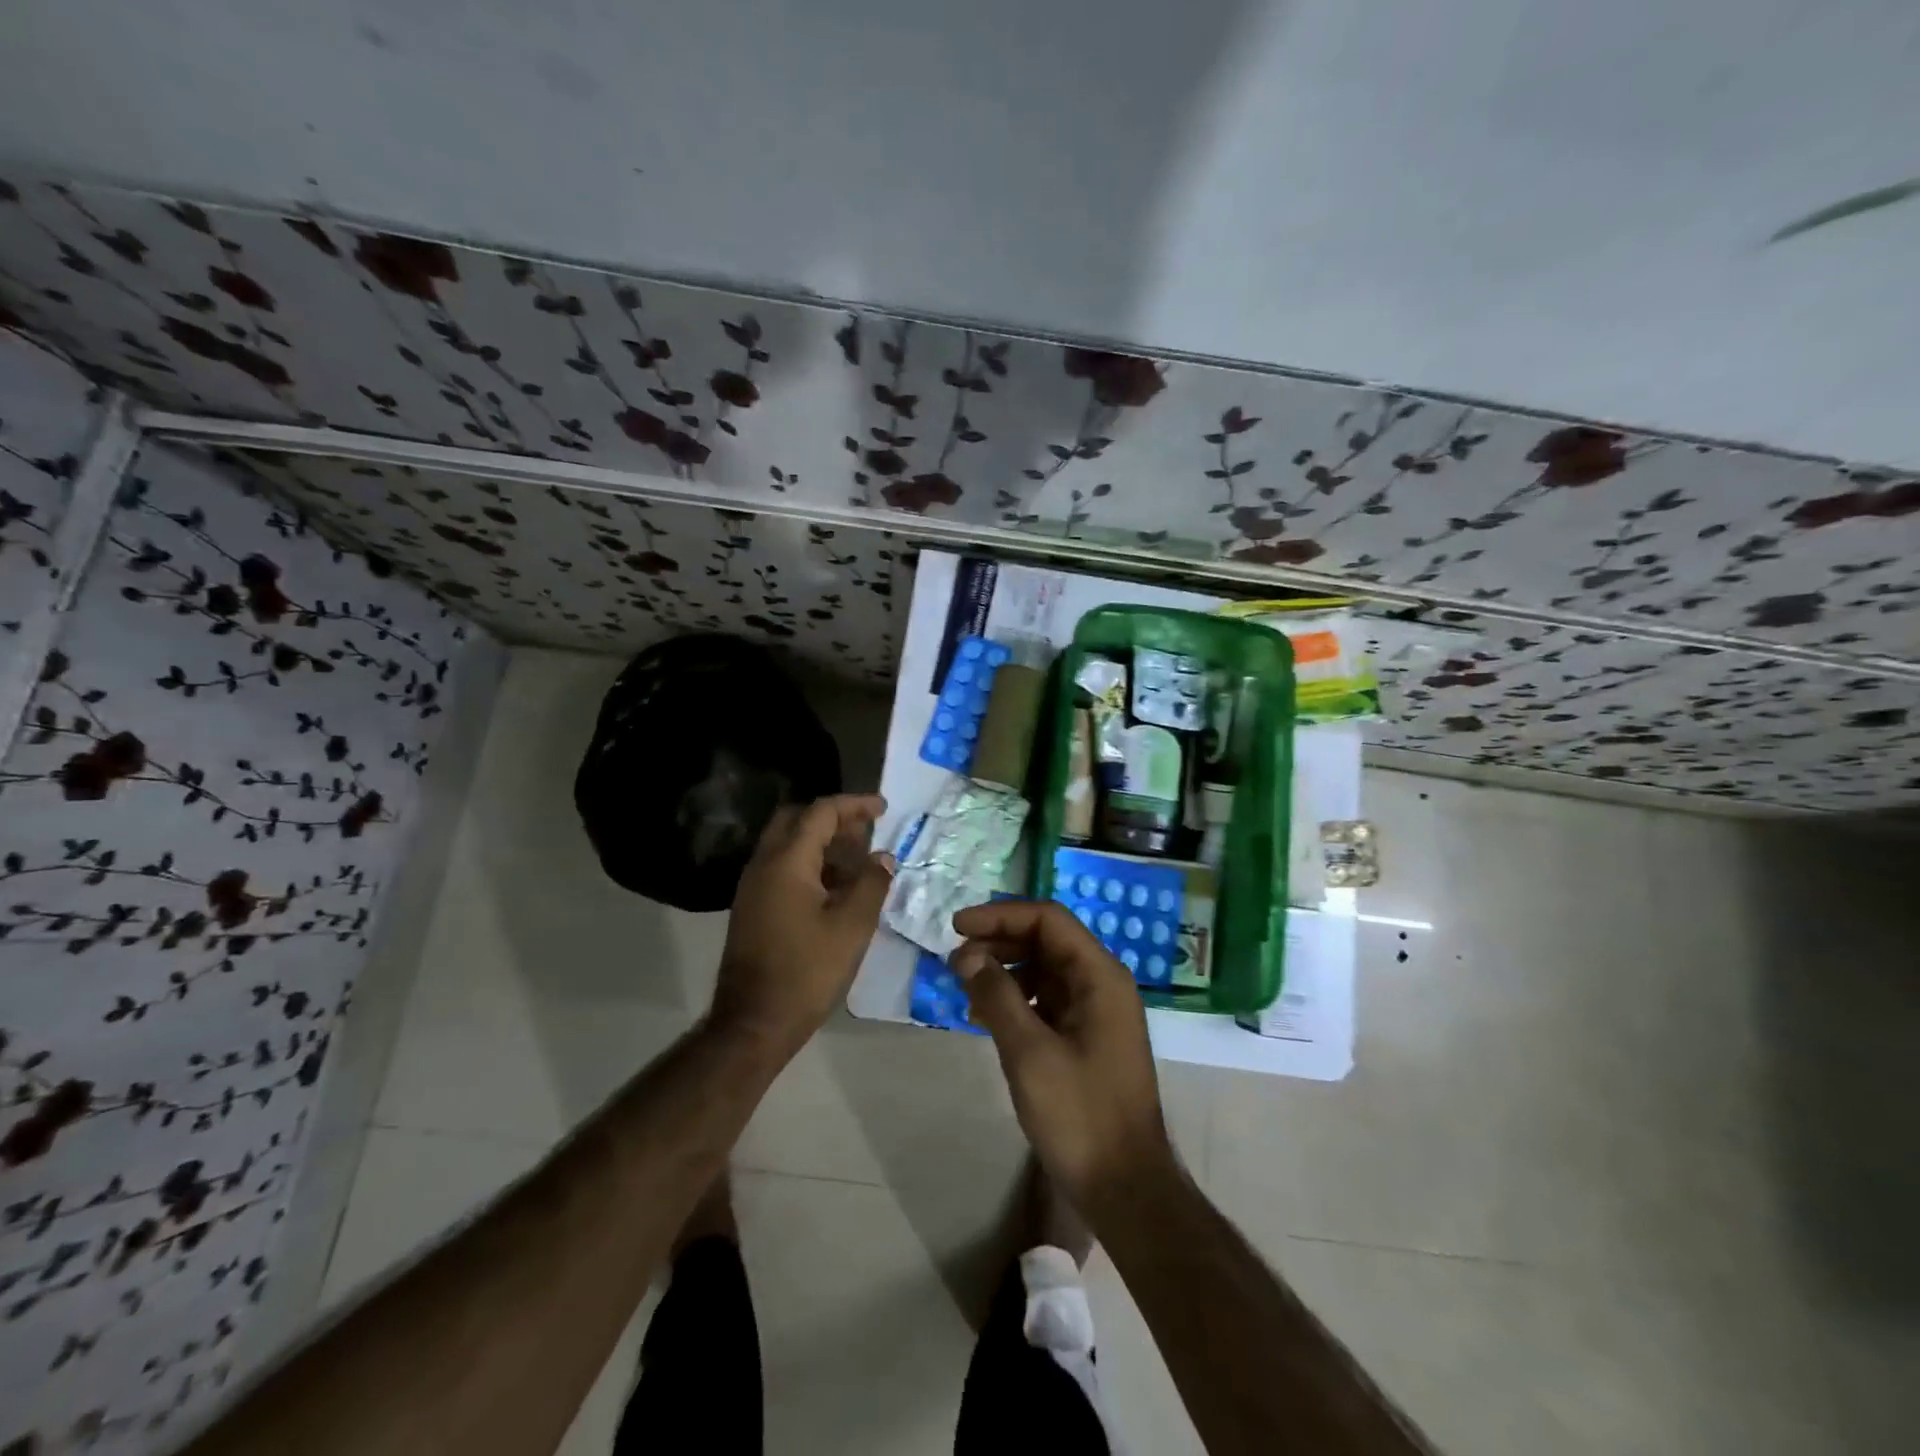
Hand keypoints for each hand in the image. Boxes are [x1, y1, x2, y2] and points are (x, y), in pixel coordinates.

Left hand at [712, 794, 892, 1057]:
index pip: (820, 813)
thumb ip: (871, 883)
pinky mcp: (753, 908)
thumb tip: (883, 857)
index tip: (883, 808)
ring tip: (859, 861)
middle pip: (797, 821)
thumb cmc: (807, 971)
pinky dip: (811, 865)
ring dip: (822, 843)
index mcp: (786, 862)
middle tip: (867, 831)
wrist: (754, 1023)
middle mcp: (764, 865)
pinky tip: (837, 888)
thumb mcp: (852, 926)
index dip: (854, 805)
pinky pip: (783, 869)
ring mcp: (753, 887)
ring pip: (788, 845)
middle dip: (834, 819)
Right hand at [951, 900, 1176, 1214]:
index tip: (957, 927)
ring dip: (1005, 969)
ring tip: (965, 987)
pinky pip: (1048, 998)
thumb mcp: (1029, 1052)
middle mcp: (1103, 983)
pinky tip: (985, 1015)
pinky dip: (1017, 998)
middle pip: (1047, 940)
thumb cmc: (1079, 1115)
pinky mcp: (1088, 1035)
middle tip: (955, 960)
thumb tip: (966, 955)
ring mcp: (1097, 1010)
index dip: (1000, 915)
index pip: (1048, 920)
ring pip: (1045, 969)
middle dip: (999, 941)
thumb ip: (997, 996)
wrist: (1124, 1187)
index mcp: (1101, 976)